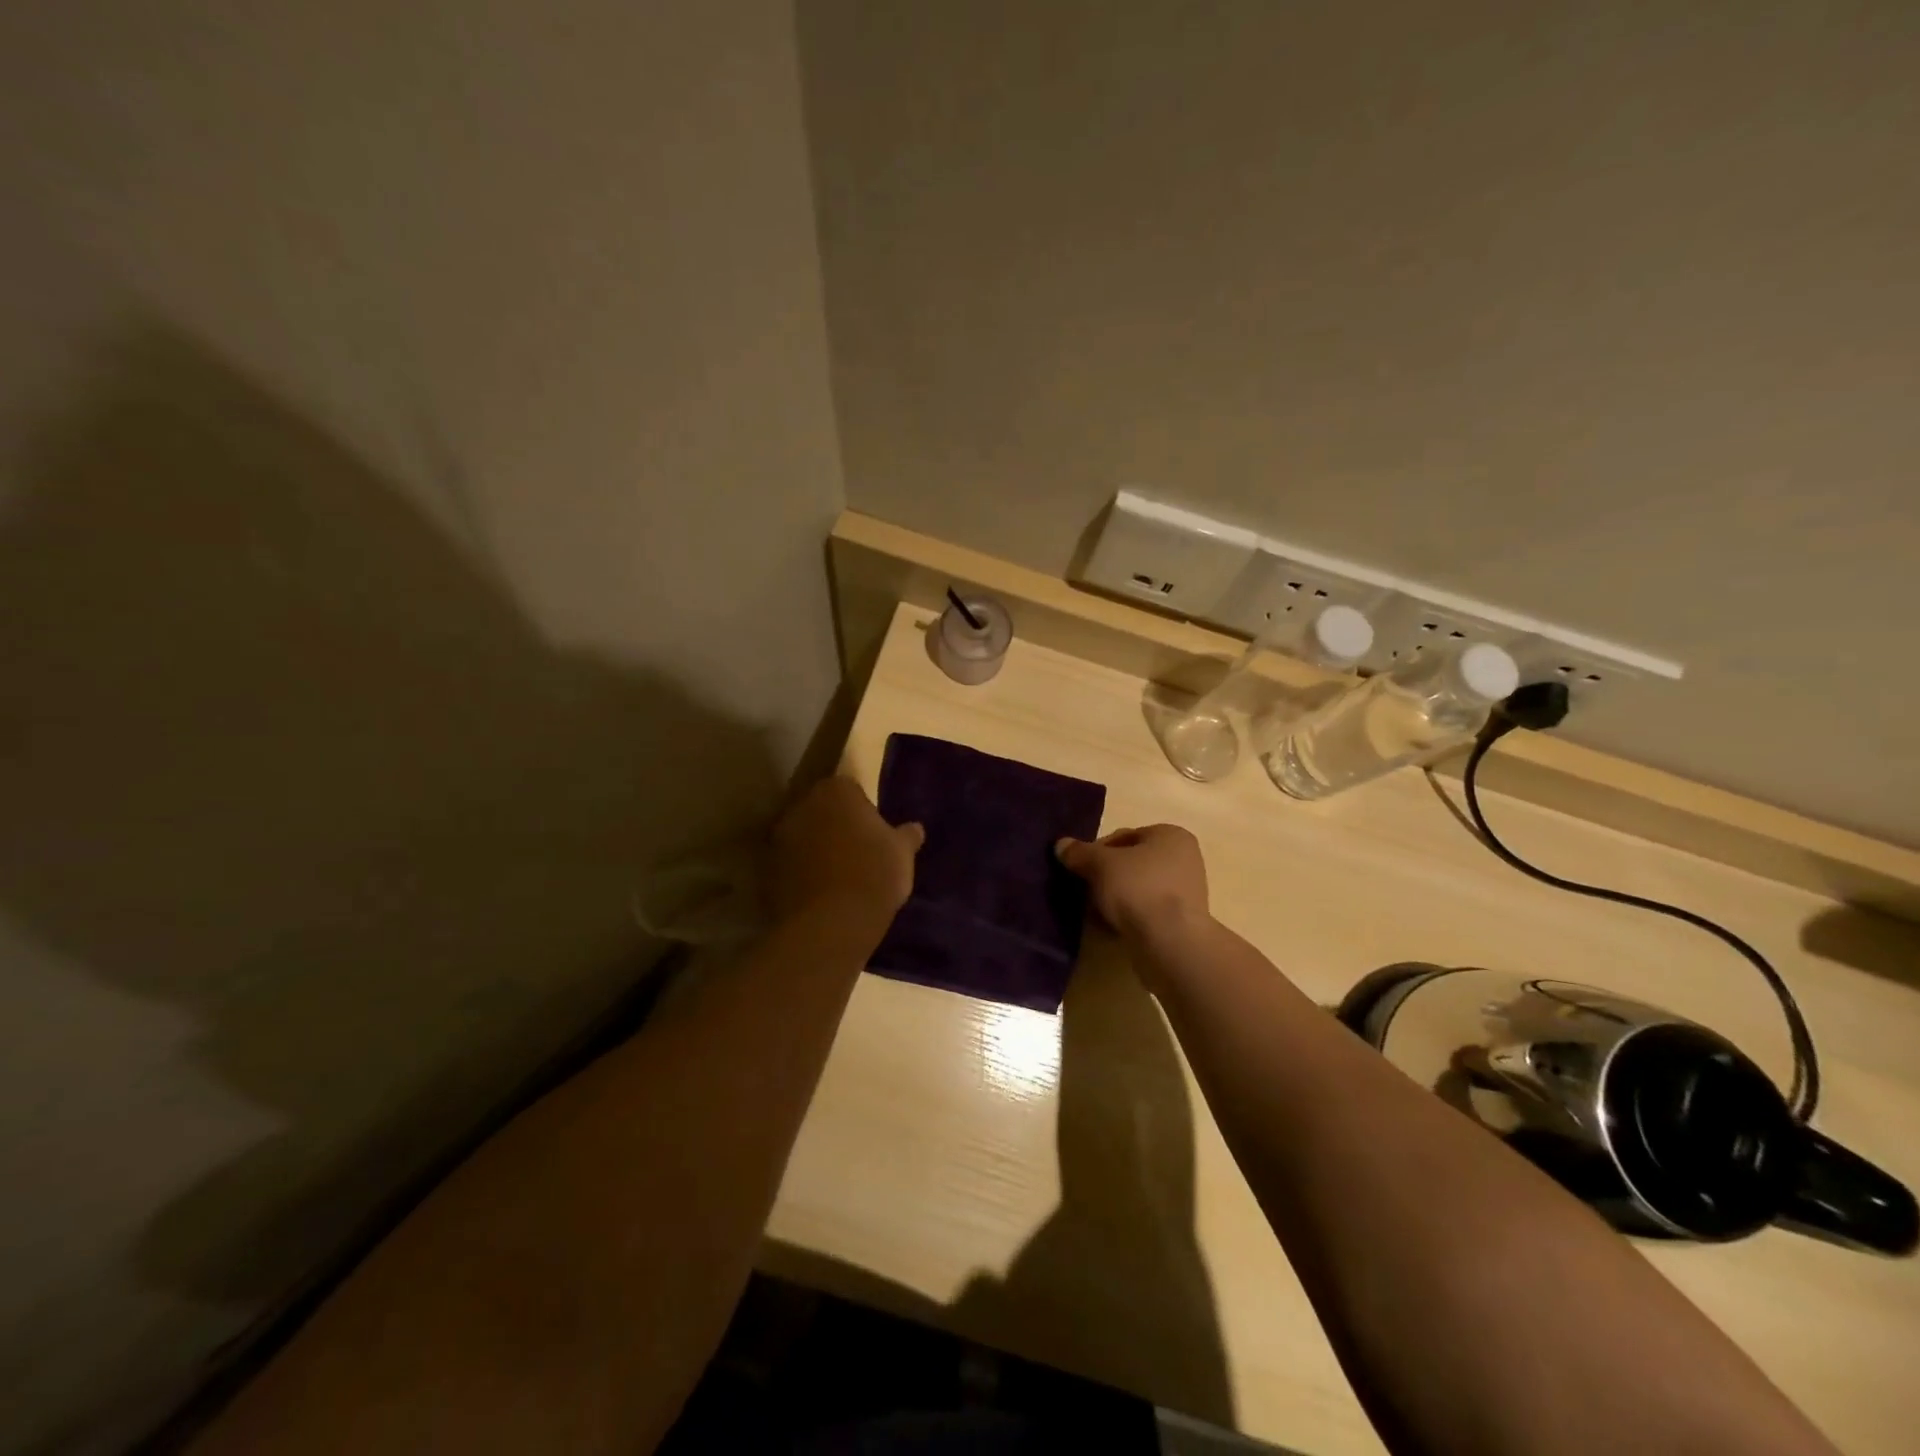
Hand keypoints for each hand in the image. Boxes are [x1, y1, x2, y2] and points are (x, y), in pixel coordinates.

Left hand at [769, 775, 922, 934]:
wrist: (832, 923)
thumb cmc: (874, 875)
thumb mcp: (903, 854)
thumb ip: (907, 836)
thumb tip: (915, 828)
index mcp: (836, 791)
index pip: (850, 789)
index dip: (863, 810)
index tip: (874, 832)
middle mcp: (802, 805)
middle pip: (821, 810)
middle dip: (835, 825)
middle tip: (858, 852)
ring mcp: (779, 838)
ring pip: (803, 837)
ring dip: (816, 849)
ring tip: (838, 877)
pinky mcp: (766, 870)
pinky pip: (790, 866)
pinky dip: (801, 874)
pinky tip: (820, 895)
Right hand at [1055, 824, 1209, 943]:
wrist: (1170, 943)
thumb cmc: (1138, 889)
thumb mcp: (1100, 864)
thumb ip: (1079, 853)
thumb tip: (1061, 845)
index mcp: (1171, 835)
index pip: (1123, 836)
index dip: (1096, 851)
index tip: (1080, 868)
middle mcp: (1184, 859)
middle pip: (1131, 863)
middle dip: (1104, 876)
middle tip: (1084, 891)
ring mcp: (1185, 892)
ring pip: (1137, 888)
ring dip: (1114, 898)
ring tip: (1094, 912)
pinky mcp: (1181, 921)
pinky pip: (1146, 911)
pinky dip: (1128, 916)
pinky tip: (1109, 928)